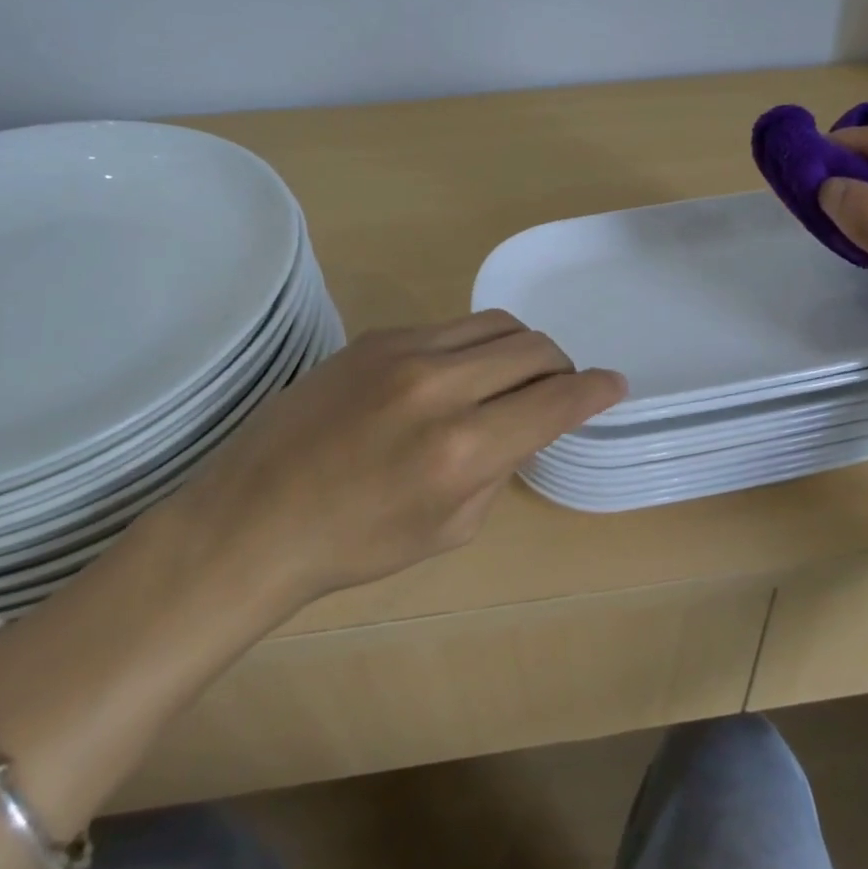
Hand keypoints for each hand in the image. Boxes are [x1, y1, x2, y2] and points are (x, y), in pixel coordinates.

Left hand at [160, 311, 625, 615]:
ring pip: (496, 324)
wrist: (253, 517)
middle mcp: (441, 387)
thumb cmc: (354, 544)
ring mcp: (405, 351)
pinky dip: (473, 346)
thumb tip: (524, 423)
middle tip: (557, 387)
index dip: (596, 390)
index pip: (557, 400)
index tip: (614, 385)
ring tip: (512, 375)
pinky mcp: (376, 337)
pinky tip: (455, 374)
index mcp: (463, 449)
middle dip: (561, 366)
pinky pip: (450, 327)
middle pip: (534, 347)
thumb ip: (500, 466)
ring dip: (521, 348)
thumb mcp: (449, 528)